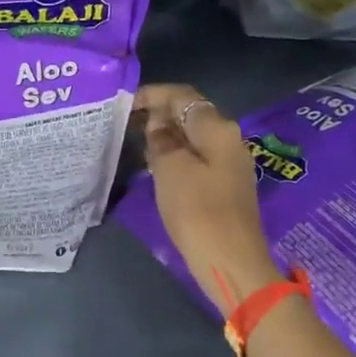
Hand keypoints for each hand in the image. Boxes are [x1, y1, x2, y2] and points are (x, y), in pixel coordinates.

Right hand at [137, 83, 277, 313]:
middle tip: (125, 122)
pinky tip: (154, 165)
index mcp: (217, 129)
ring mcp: (229, 163)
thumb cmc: (197, 211)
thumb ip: (161, 139)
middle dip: (158, 114)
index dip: (153, 94)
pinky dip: (175, 155)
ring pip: (192, 137)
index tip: (125, 102)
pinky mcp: (225, 185)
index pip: (183, 96)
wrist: (230, 262)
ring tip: (134, 142)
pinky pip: (196, 157)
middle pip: (190, 114)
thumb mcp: (170, 169)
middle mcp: (228, 139)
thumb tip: (158, 123)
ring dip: (165, 135)